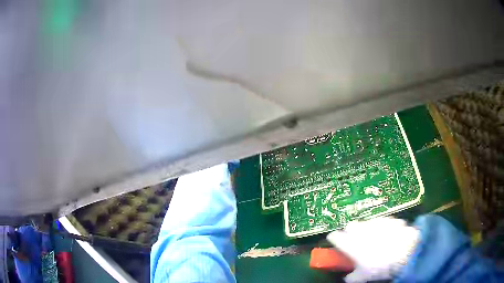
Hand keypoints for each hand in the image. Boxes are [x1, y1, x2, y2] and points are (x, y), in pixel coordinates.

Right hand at [327, 217, 419, 282]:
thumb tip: (347, 277)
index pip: (334, 236)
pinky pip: (383, 222)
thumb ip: (351, 277)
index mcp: (350, 243)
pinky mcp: (390, 219)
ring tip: (374, 239)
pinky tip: (389, 235)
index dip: (334, 239)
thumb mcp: (362, 277)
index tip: (335, 242)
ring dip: (367, 229)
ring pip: (367, 222)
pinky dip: (383, 228)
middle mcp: (361, 230)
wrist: (405, 253)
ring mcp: (377, 222)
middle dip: (350, 232)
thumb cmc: (379, 267)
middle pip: (350, 226)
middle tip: (355, 241)